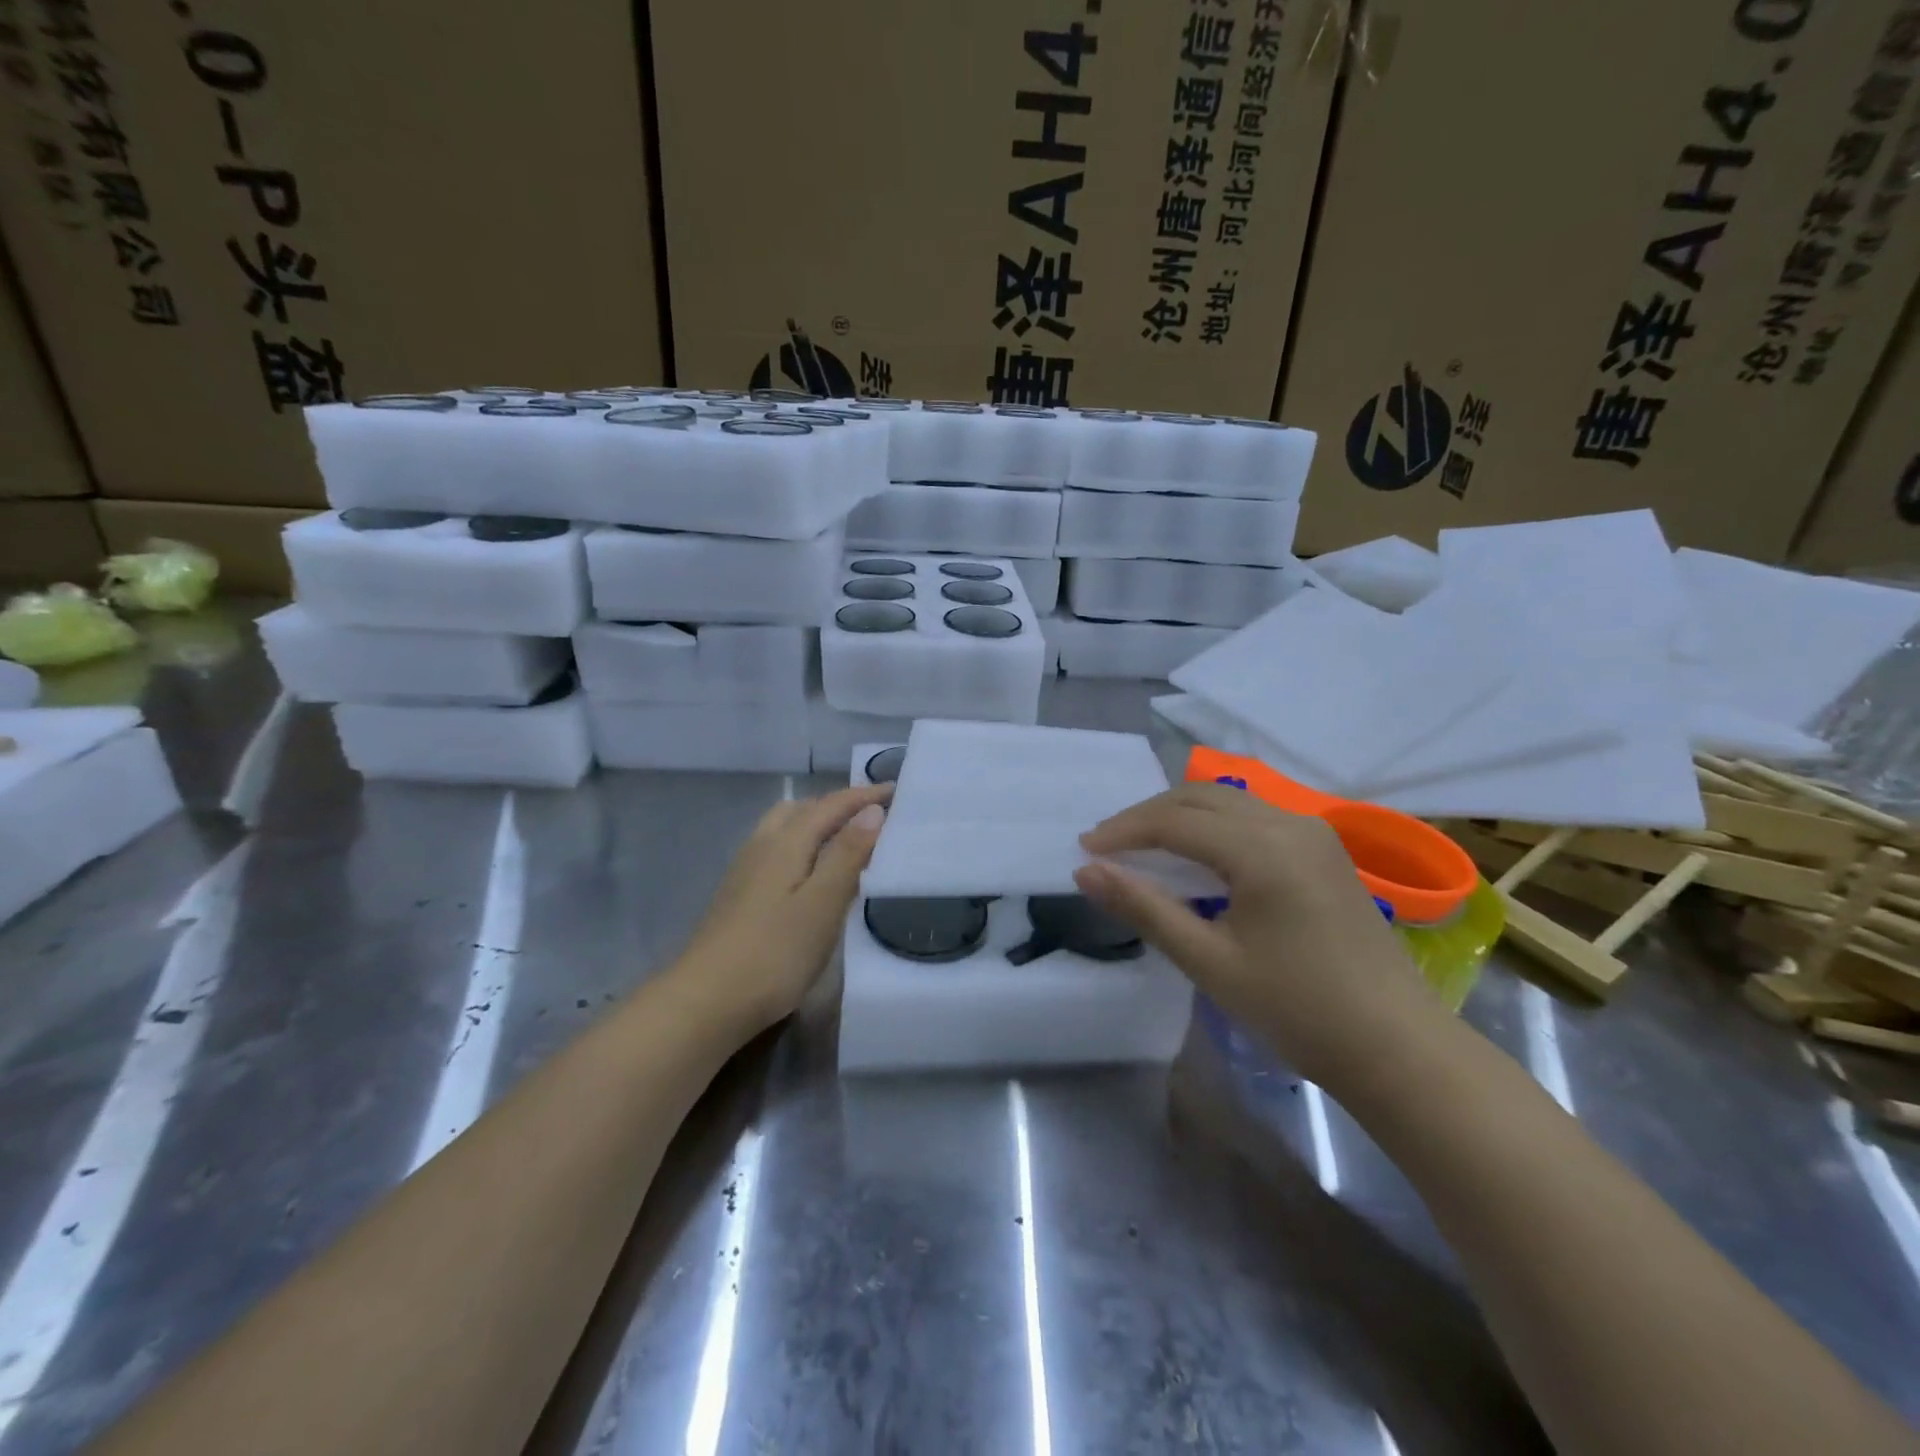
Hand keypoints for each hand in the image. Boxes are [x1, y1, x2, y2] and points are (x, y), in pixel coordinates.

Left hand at [674, 783, 891, 1034]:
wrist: (705, 1001)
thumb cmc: (774, 953)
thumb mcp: (822, 903)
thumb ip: (847, 854)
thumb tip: (871, 811)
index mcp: (786, 842)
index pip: (830, 806)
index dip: (863, 796)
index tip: (895, 791)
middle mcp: (761, 846)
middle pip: (801, 809)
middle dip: (837, 805)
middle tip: (871, 816)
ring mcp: (744, 871)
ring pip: (784, 829)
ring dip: (816, 823)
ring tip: (845, 841)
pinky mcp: (738, 895)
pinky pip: (776, 850)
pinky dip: (801, 846)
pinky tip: (810, 874)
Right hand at [1075, 783, 1446, 1089]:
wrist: (1398, 1048)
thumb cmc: (1298, 1010)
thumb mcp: (1210, 961)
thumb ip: (1145, 908)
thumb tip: (1085, 872)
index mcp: (1264, 848)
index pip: (1175, 821)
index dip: (1124, 831)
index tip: (1083, 850)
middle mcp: (1290, 823)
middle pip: (1200, 798)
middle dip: (1147, 816)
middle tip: (1107, 846)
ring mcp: (1313, 834)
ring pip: (1228, 803)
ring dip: (1180, 816)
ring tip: (1142, 847)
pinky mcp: (1324, 851)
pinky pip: (1253, 818)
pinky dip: (1212, 826)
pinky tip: (1196, 856)